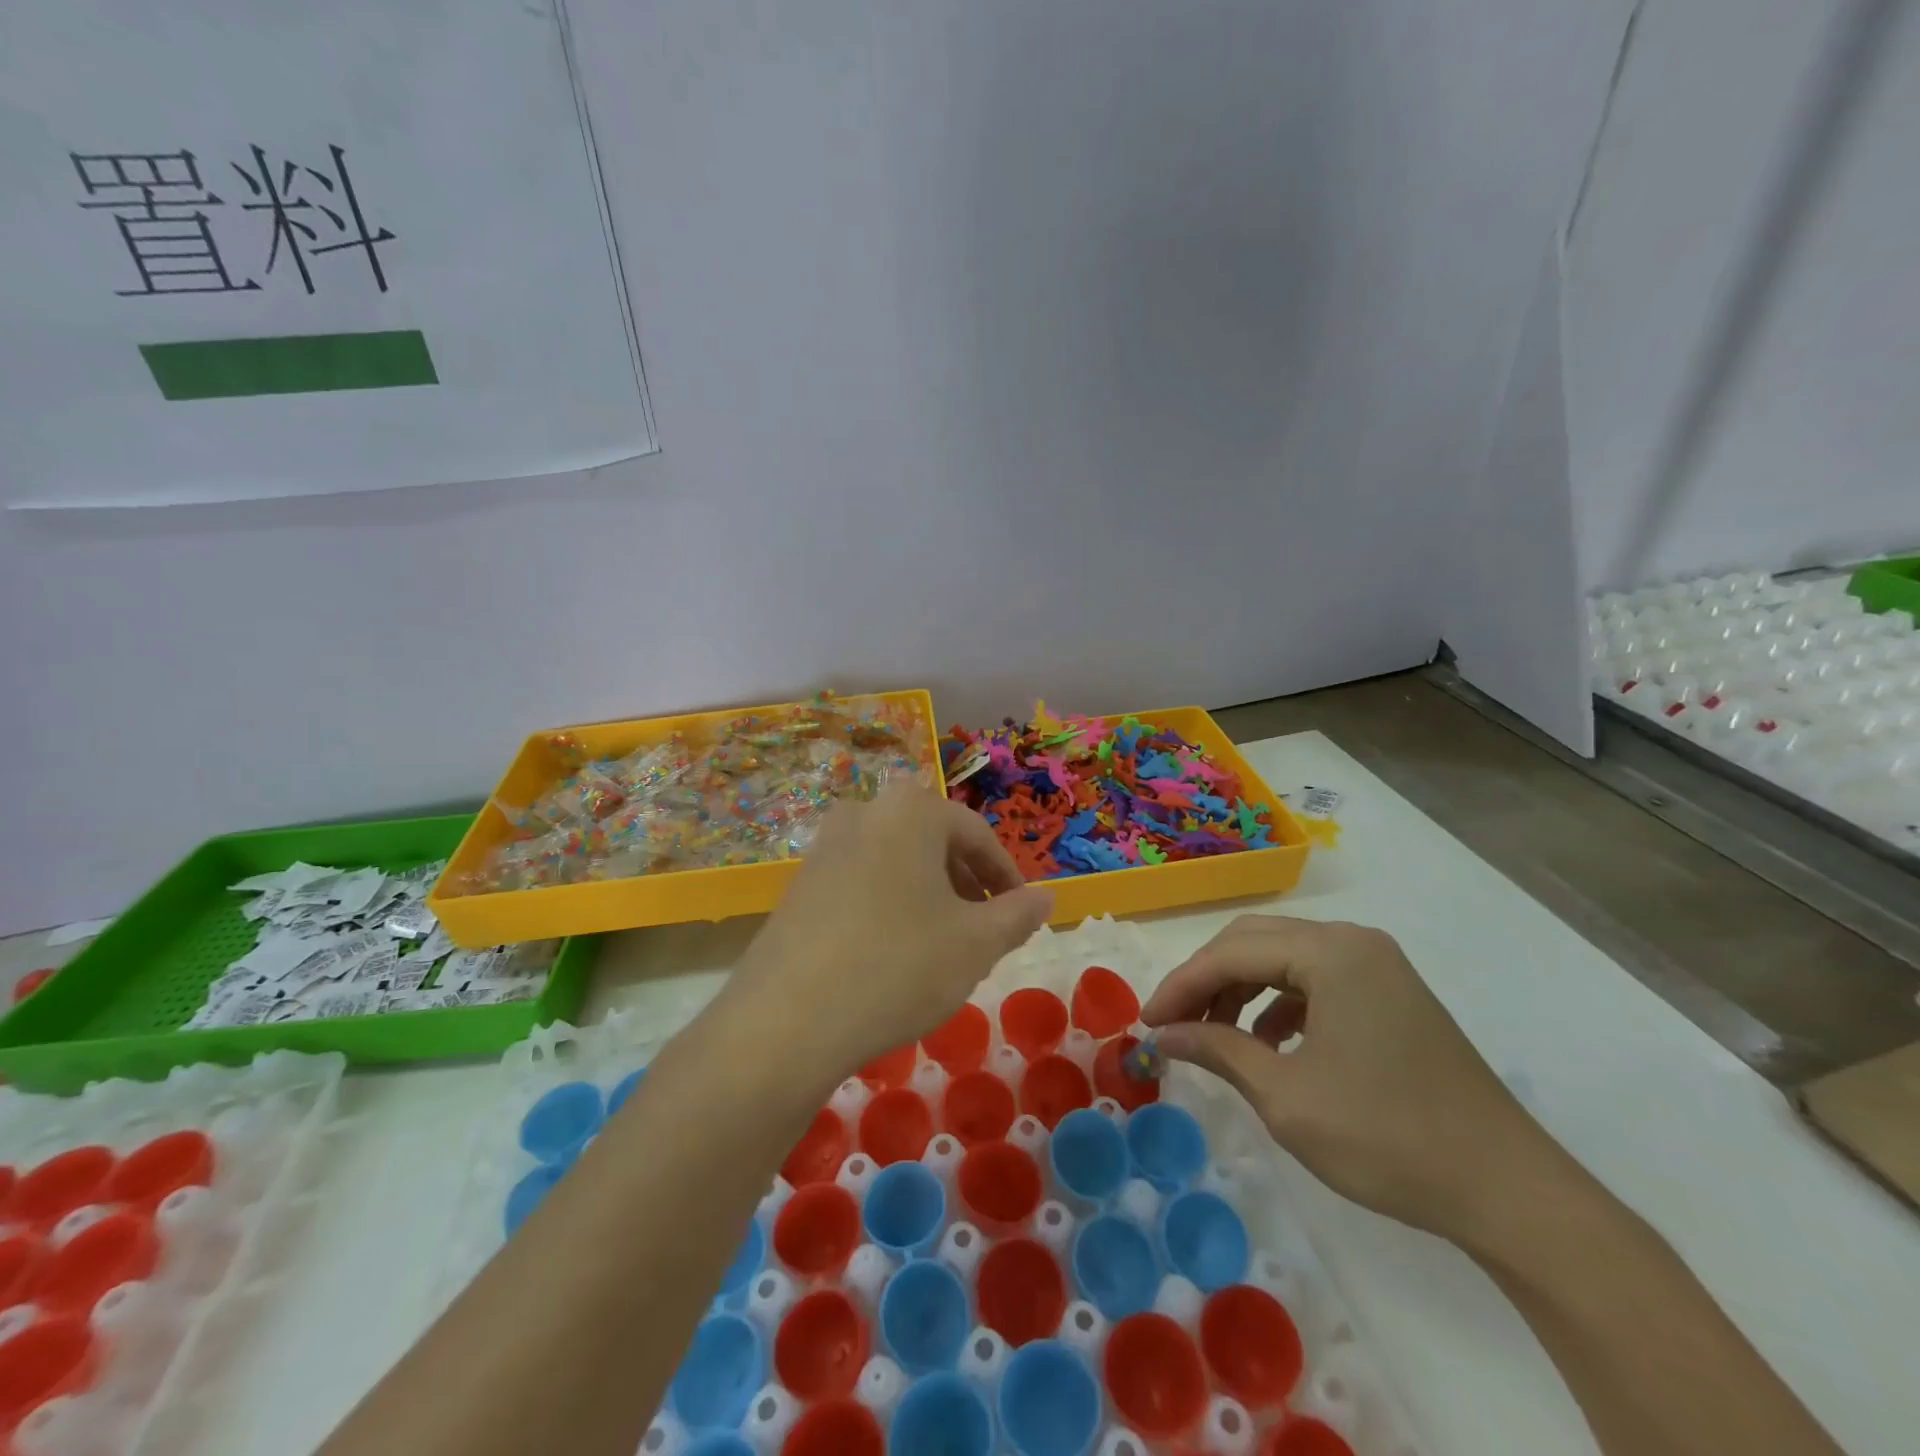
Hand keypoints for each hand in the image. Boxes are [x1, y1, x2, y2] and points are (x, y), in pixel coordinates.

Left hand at [724, 785, 1053, 1084]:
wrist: (785, 1021)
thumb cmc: (898, 966)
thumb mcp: (976, 944)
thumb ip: (1018, 915)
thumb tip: (1046, 898)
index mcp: (911, 811)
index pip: (977, 835)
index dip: (1007, 877)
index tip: (1021, 914)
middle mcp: (865, 813)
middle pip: (934, 843)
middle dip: (967, 885)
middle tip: (984, 931)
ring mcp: (825, 846)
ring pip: (897, 863)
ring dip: (929, 896)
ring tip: (942, 945)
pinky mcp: (799, 884)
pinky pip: (862, 882)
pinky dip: (890, 906)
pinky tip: (892, 954)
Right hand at [1141, 916, 1572, 1251]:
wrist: (1509, 1190)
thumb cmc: (1388, 1138)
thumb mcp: (1287, 1097)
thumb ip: (1217, 1050)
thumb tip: (1162, 1034)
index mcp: (1330, 953)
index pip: (1231, 953)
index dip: (1181, 986)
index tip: (1146, 1023)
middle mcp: (1353, 942)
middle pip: (1253, 942)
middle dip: (1206, 980)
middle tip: (1172, 1023)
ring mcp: (1377, 965)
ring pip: (1282, 958)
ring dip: (1239, 989)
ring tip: (1213, 1036)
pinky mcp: (1390, 992)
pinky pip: (1315, 979)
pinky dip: (1277, 1002)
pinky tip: (1265, 1042)